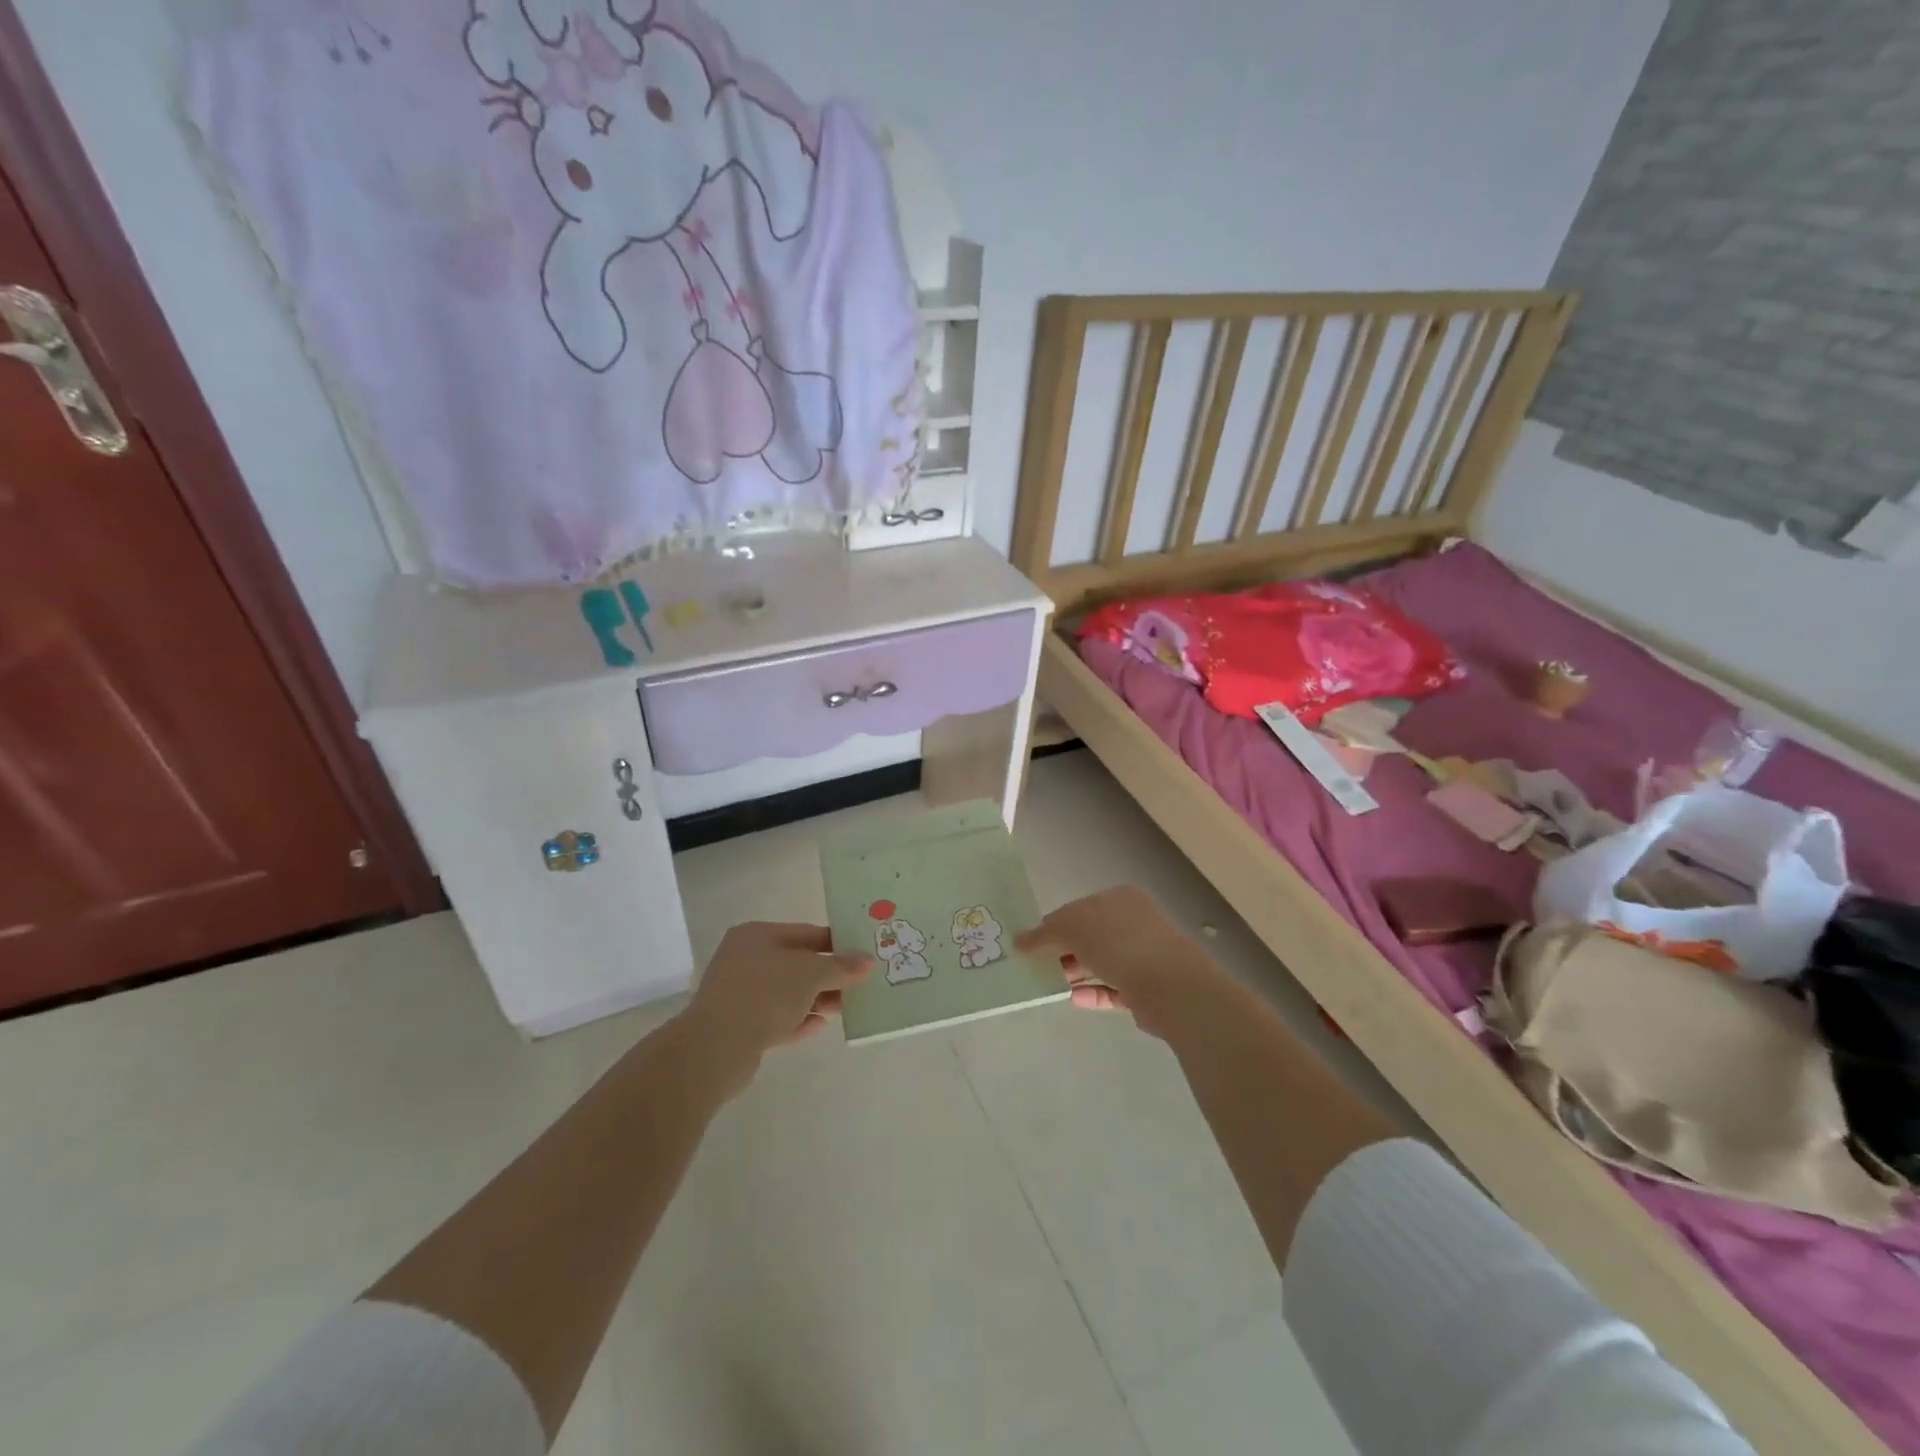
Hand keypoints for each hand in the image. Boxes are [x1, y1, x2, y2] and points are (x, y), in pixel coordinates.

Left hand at [676, 922, 871, 1095]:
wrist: (715, 1048)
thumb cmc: (765, 994)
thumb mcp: (811, 974)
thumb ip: (840, 966)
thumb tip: (867, 961)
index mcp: (757, 935)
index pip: (806, 933)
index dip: (836, 943)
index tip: (862, 955)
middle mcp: (745, 959)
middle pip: (797, 964)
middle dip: (828, 975)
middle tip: (859, 985)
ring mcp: (739, 993)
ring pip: (787, 992)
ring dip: (816, 999)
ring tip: (845, 1008)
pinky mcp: (739, 1025)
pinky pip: (776, 1018)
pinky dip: (798, 1020)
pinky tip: (820, 1026)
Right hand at [1016, 886, 1216, 1040]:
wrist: (1169, 986)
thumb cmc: (1118, 942)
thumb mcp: (1072, 927)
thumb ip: (1044, 933)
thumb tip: (1019, 941)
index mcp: (1119, 898)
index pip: (1078, 908)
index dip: (1052, 924)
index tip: (1030, 944)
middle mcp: (1132, 922)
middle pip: (1089, 936)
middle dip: (1062, 950)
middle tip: (1034, 966)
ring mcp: (1142, 955)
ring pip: (1099, 963)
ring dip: (1074, 972)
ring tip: (1046, 985)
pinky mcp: (1145, 988)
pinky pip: (1111, 988)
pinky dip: (1091, 992)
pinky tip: (1071, 999)